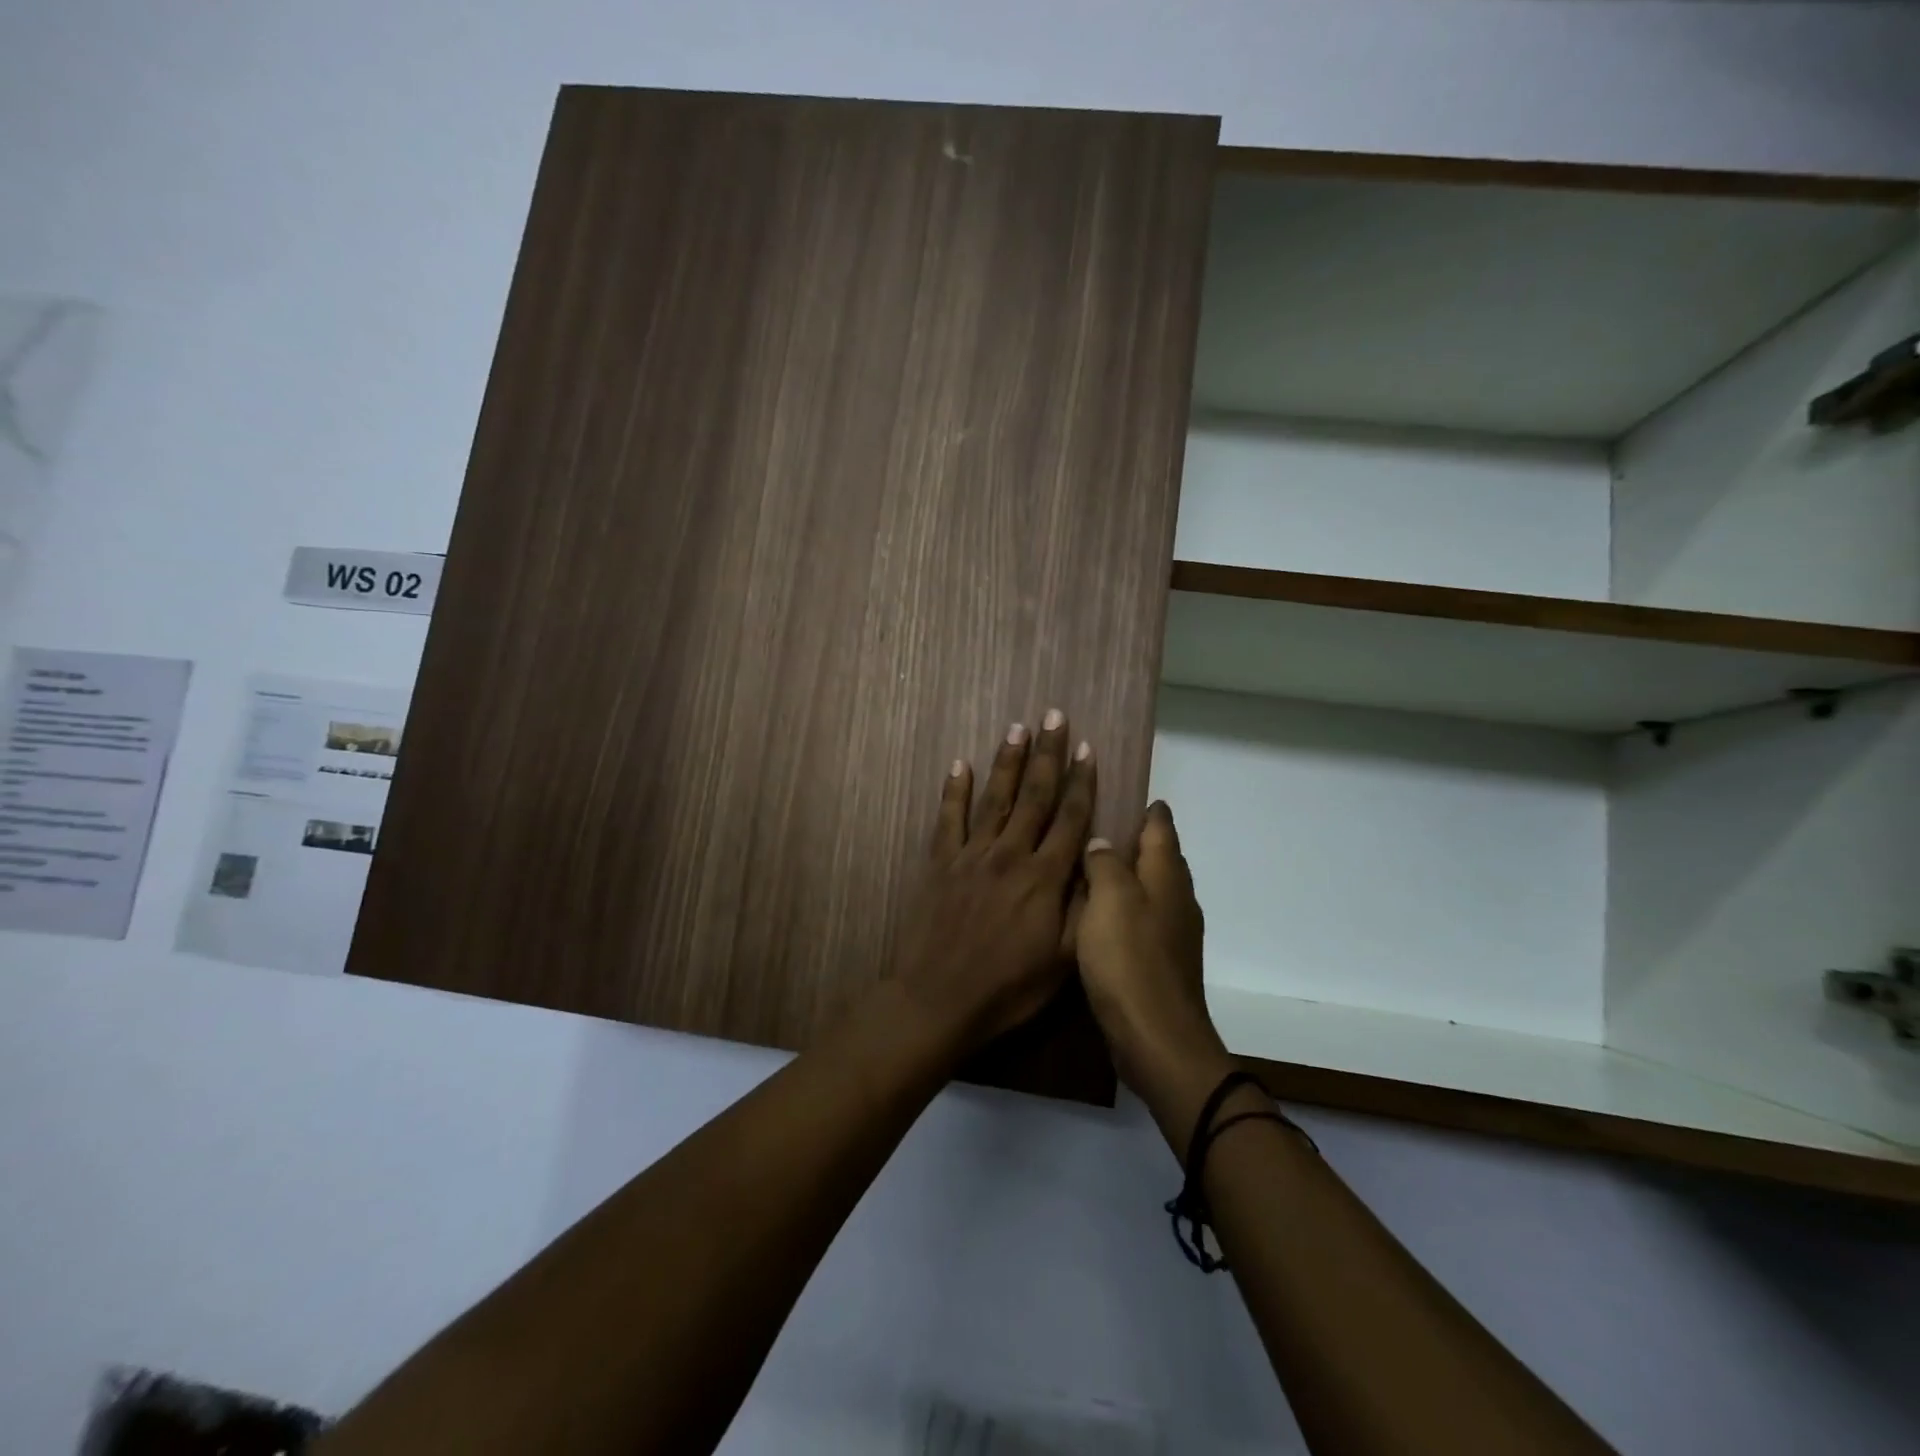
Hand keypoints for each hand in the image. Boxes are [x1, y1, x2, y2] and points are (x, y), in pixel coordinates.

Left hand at [893, 710, 1094, 1054]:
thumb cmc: (1008, 988)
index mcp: (1044, 877)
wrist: (939, 999)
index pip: (1070, 818)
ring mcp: (971, 856)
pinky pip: (948, 819)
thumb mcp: (1063, 960)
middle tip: (1053, 715)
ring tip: (1016, 728)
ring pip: (994, 798)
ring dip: (1006, 761)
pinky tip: (959, 764)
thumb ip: (1083, 907)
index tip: (1086, 747)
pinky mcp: (940, 864)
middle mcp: (1010, 854)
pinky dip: (954, 791)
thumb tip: (1097, 862)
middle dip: (1047, 754)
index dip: (1081, 781)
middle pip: (1033, 795)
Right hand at [1077, 802, 1232, 1137]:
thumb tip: (1102, 842)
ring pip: (1152, 888)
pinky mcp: (1161, 960)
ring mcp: (1173, 932)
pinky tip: (1100, 913)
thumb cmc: (1129, 960)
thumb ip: (1104, 864)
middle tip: (1100, 823)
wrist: (1155, 1036)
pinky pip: (1143, 918)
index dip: (1148, 809)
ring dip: (1130, 873)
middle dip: (1138, 838)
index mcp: (1166, 876)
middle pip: (1161, 857)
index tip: (1128, 791)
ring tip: (1093, 864)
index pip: (1160, 827)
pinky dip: (1126, 905)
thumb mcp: (1108, 900)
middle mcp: (1177, 898)